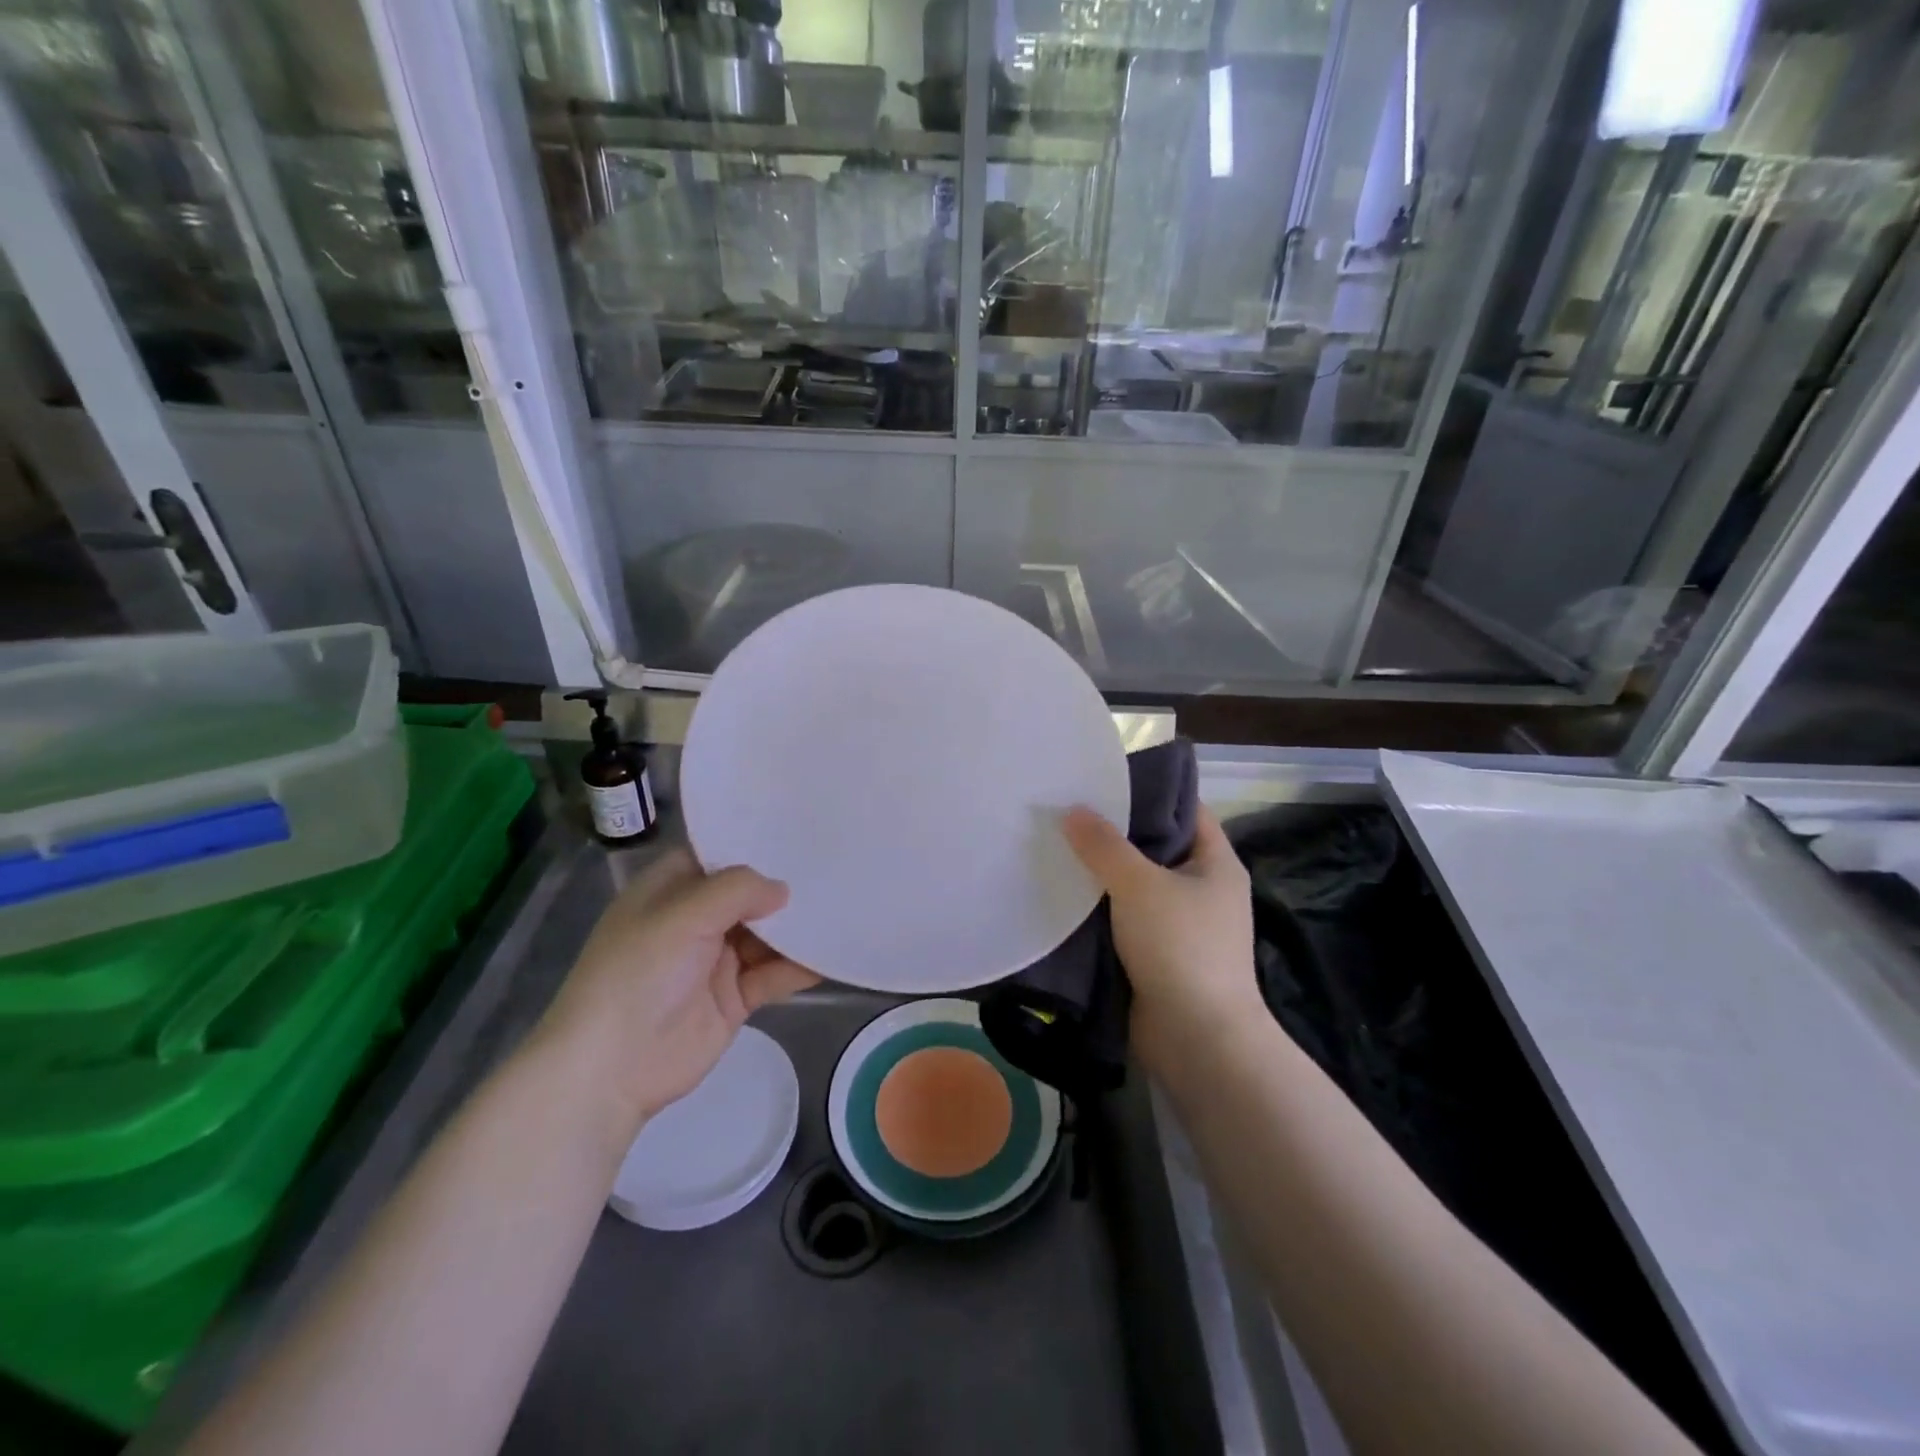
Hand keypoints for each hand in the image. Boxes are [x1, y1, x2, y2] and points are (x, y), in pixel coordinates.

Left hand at [533, 848, 818, 1144]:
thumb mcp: (682, 916)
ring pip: (767, 934)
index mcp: (670, 890)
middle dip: (785, 884)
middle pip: (749, 894)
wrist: (610, 1069)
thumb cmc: (637, 974)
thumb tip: (783, 890)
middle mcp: (695, 919)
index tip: (799, 830)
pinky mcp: (734, 997)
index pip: (717, 855)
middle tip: (836, 865)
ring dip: (798, 927)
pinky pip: (774, 974)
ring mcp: (716, 959)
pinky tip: (832, 955)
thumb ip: (737, 891)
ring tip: (845, 907)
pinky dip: (800, 966)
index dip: (753, 842)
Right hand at [1062, 805, 1261, 1068]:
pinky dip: (1098, 908)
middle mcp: (1201, 888)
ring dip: (1101, 873)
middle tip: (1068, 808)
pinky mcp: (1156, 955)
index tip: (1105, 778)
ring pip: (1134, 885)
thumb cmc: (1181, 947)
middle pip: (1155, 846)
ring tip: (1056, 844)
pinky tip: (1062, 892)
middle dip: (1114, 832)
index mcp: (1215, 863)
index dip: (1150, 791)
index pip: (1185, 809)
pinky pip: (1123, 919)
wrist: (1196, 1039)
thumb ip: (1104, 845)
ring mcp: (1180, 924)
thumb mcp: (1140, 885)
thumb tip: (1072, 810)